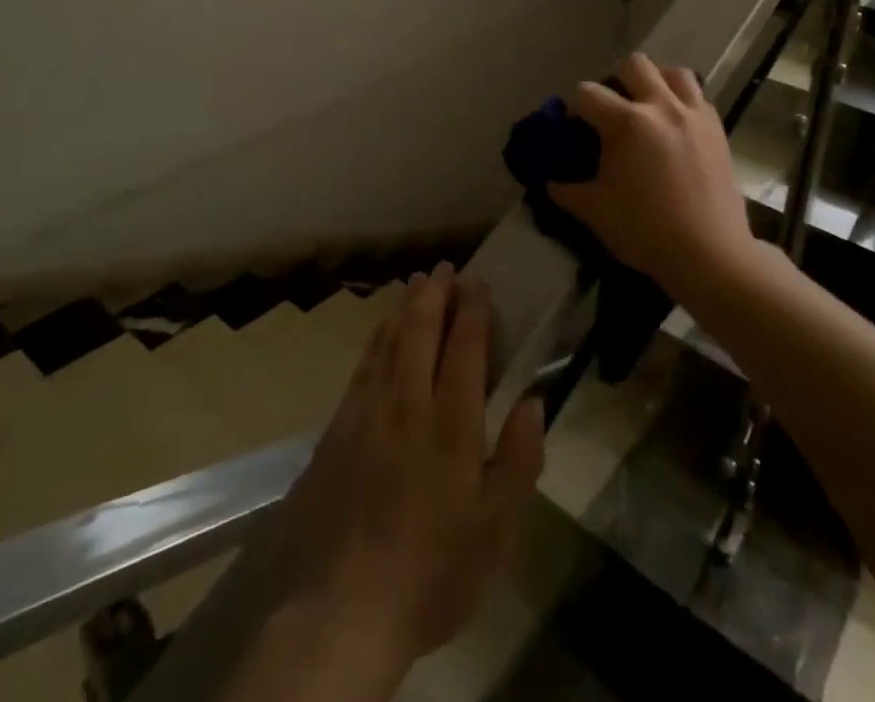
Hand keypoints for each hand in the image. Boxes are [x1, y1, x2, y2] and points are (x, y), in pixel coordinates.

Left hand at [279, 264, 544, 665]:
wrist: (347, 607)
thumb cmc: (435, 569)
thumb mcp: (497, 528)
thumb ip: (520, 458)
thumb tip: (534, 401)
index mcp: (451, 423)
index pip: (465, 347)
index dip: (474, 310)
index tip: (479, 282)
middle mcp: (408, 402)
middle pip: (422, 330)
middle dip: (437, 293)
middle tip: (446, 267)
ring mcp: (369, 411)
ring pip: (389, 340)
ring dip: (406, 306)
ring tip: (417, 282)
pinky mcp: (340, 427)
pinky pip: (363, 364)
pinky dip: (377, 337)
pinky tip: (382, 329)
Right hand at [547, 53, 753, 294]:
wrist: (710, 254)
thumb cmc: (646, 231)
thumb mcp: (595, 212)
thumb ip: (567, 191)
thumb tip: (550, 181)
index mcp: (626, 123)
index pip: (587, 93)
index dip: (574, 106)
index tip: (574, 127)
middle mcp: (661, 107)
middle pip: (633, 64)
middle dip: (615, 80)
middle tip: (612, 109)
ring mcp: (693, 114)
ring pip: (673, 72)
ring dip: (655, 82)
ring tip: (648, 107)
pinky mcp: (717, 128)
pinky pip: (697, 96)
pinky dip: (682, 100)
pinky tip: (674, 126)